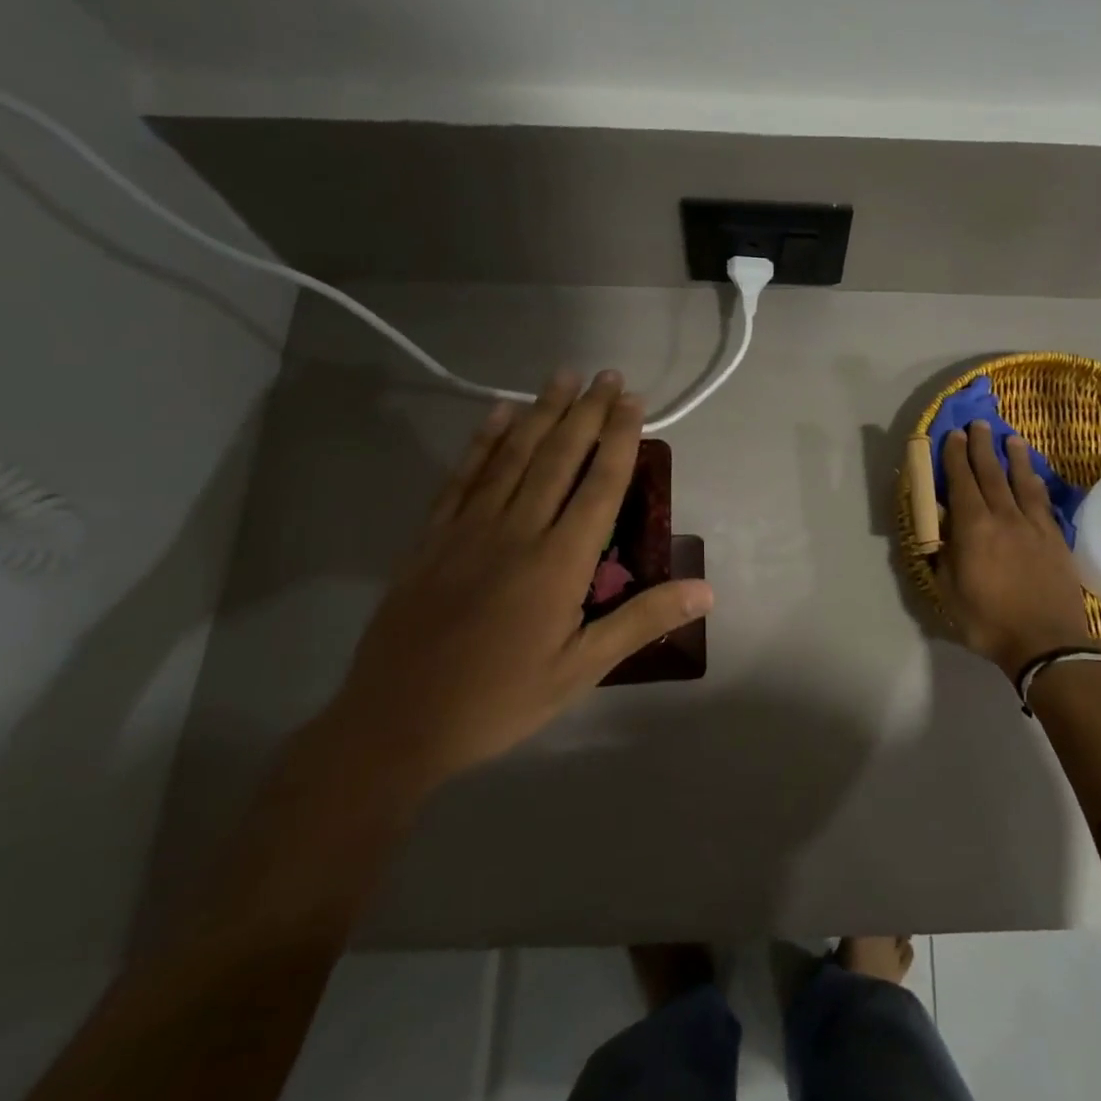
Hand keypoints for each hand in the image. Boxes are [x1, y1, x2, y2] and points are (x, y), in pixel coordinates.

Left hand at [328, 370, 713, 795]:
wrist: (395, 725)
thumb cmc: (499, 700)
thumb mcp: (581, 670)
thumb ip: (642, 621)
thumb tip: (705, 590)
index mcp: (558, 562)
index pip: (599, 483)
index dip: (619, 437)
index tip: (632, 400)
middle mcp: (517, 530)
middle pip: (558, 456)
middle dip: (586, 411)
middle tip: (606, 374)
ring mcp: (468, 528)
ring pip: (512, 456)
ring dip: (541, 412)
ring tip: (562, 377)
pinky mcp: (431, 538)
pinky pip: (462, 476)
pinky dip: (483, 441)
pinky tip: (498, 414)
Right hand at [935, 421, 1097, 680]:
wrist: (1047, 642)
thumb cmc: (989, 621)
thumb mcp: (949, 593)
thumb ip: (943, 558)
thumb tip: (941, 535)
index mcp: (973, 528)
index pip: (962, 482)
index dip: (955, 457)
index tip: (953, 435)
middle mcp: (1003, 517)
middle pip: (991, 473)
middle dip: (981, 446)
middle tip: (977, 424)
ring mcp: (1033, 525)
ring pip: (1021, 481)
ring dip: (1013, 457)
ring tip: (1009, 437)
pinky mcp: (1055, 537)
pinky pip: (1042, 501)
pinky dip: (1035, 483)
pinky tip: (1033, 476)